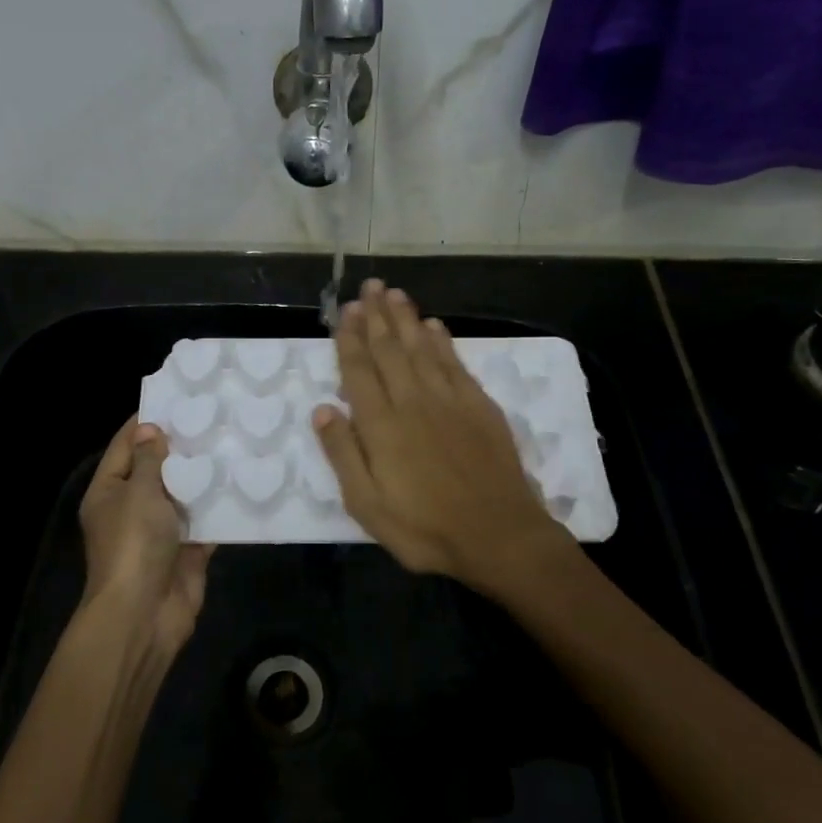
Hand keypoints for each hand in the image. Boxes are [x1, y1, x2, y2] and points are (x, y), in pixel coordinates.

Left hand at [78, 417, 212, 654]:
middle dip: (182, 446)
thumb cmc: (134, 544)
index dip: (146, 421)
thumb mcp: (139, 493)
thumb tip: (150, 430)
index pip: (125, 445)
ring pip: (184, 495)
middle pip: (157, 469)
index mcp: (109, 491)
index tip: (176, 397)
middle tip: (215, 416)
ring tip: (234, 442)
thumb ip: (150, 460)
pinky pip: (205, 522)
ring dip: (204, 476)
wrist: (144, 614)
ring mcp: (161, 531)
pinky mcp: (187, 550)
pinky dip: (220, 508)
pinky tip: (244, 483)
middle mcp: (132, 508)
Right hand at [312, 280, 574, 595]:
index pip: (359, 371)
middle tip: (368, 287)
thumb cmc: (425, 528)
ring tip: (393, 293)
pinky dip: (442, 341)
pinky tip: (433, 325)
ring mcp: (450, 400)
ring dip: (405, 319)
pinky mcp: (480, 406)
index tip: (345, 312)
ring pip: (422, 348)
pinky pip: (455, 363)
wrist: (499, 536)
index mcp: (381, 426)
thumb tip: (322, 409)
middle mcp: (413, 402)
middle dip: (376, 317)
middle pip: (390, 350)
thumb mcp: (367, 506)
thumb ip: (343, 455)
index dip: (350, 339)